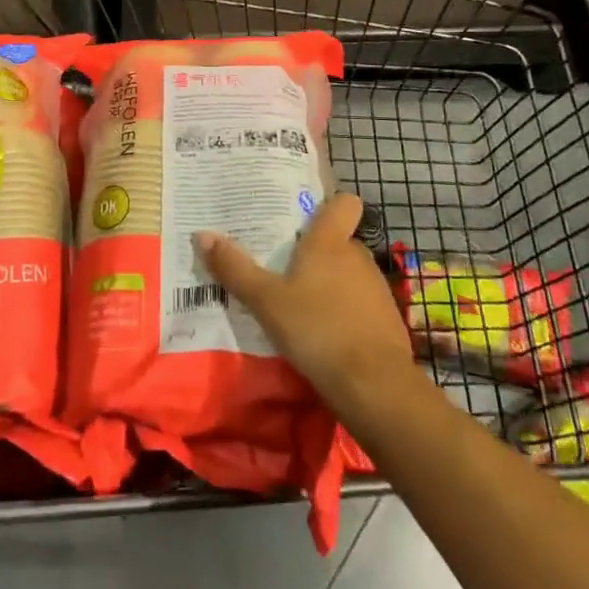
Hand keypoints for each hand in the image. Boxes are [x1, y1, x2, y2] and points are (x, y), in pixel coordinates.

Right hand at [194, 194, 416, 415]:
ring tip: (298, 302)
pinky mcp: (387, 320)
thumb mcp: (265, 301)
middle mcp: (357, 256)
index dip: (329, 204)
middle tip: (282, 265)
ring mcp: (376, 288)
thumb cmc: (317, 329)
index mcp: (329, 241)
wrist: (375, 386)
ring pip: (349, 273)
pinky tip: (322, 334)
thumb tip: (202, 234)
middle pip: (338, 240)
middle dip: (315, 251)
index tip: (305, 216)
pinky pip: (359, 304)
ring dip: (329, 283)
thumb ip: (235, 268)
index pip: (344, 202)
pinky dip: (344, 312)